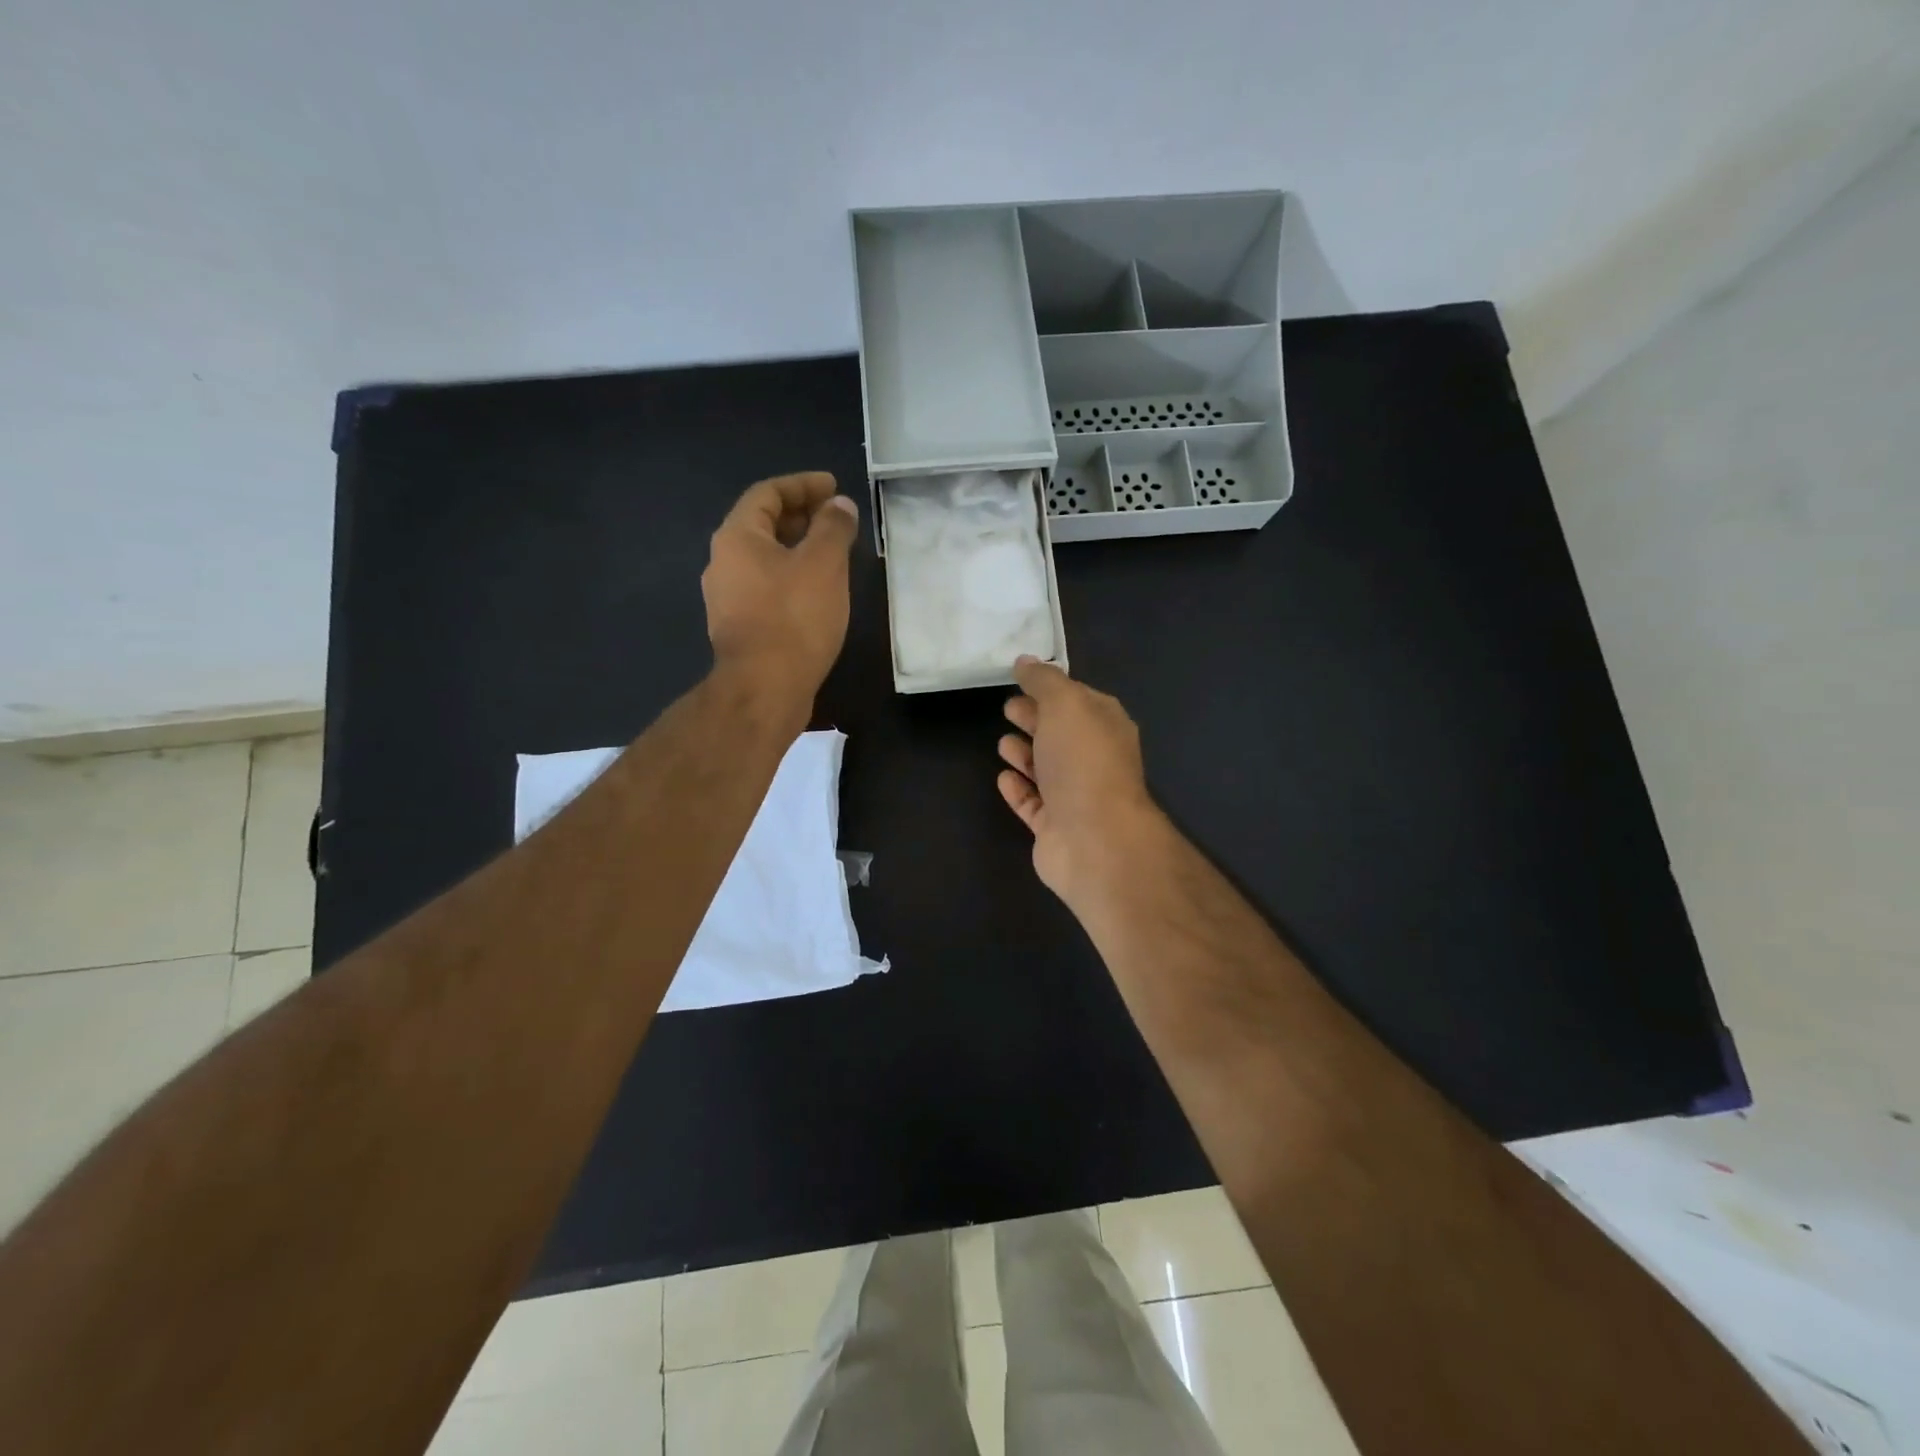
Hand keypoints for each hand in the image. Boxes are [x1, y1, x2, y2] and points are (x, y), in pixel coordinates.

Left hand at [702, 471, 859, 702]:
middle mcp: (723, 563)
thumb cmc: (794, 618)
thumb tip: (840, 506)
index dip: (802, 485)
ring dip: (798, 549)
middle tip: (836, 518)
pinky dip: (792, 578)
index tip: (834, 487)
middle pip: (762, 525)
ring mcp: (728, 599)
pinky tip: (818, 592)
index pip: (767, 493)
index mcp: (737, 538)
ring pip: (765, 560)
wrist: (764, 689)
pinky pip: (767, 588)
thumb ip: (833, 527)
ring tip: (833, 554)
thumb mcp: (823, 564)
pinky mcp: (740, 628)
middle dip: (801, 516)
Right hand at [997, 657, 1162, 907]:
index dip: (1050, 688)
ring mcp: (1075, 797)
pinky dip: (1018, 789)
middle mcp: (1094, 760)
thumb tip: (1025, 661)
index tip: (1020, 680)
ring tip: (1002, 743)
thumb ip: (1043, 681)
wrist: (1095, 839)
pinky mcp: (1055, 828)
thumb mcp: (1065, 705)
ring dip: (1025, 754)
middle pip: (1060, 733)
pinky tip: (1003, 778)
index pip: (1078, 699)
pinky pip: (1033, 803)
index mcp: (1106, 726)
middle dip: (1035, 719)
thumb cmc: (1083, 762)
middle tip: (1007, 709)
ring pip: (1046, 770)